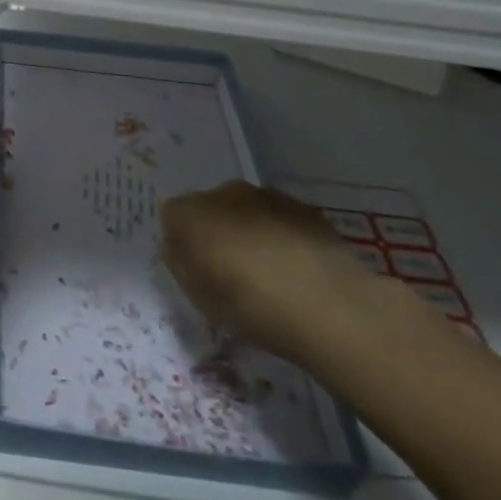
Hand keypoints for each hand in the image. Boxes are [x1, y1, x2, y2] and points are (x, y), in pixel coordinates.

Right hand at [159, 181, 394, 363]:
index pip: (171, 217)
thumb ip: (182, 267)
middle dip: (214, 232)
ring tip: (267, 273)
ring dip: (248, 231)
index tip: (194, 271)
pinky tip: (295, 269)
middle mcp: (223, 192)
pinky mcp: (303, 207)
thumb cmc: (252, 306)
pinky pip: (278, 218)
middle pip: (208, 208)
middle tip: (229, 272)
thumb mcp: (202, 299)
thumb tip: (178, 249)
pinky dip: (279, 235)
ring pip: (245, 211)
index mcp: (190, 212)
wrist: (330, 306)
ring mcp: (265, 195)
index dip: (180, 243)